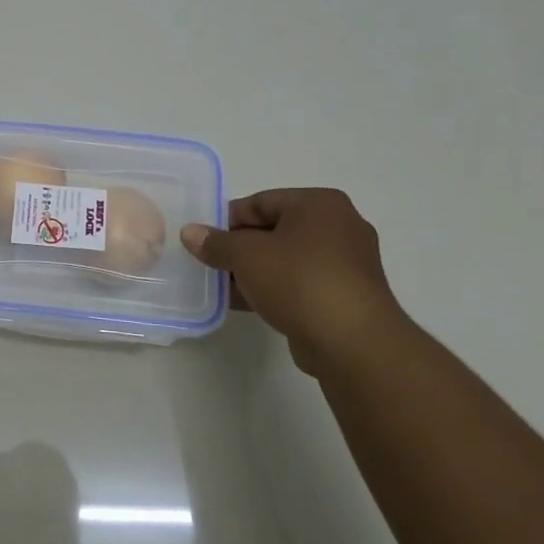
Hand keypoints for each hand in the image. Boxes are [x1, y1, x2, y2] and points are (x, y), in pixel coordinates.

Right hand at [179, 189, 404, 374]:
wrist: (353, 342)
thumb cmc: (299, 281)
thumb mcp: (246, 256)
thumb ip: (215, 242)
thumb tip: (190, 232)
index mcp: (320, 204)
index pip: (261, 202)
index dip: (228, 220)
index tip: (204, 240)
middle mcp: (340, 226)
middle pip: (275, 230)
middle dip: (240, 247)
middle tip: (212, 264)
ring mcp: (348, 263)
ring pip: (288, 258)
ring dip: (255, 271)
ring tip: (225, 287)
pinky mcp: (347, 294)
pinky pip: (302, 282)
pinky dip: (276, 288)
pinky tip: (249, 304)